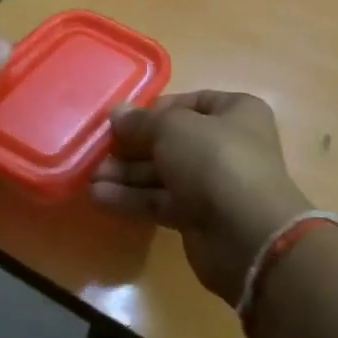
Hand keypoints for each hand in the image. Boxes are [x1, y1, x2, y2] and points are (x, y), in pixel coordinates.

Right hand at [90, 91, 311, 305]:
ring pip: (164, 173)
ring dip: (127, 174)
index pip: (189, 103)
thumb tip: (117, 114)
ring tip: (90, 177)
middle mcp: (228, 144)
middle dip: (133, 147)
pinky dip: (133, 199)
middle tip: (97, 151)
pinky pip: (162, 201)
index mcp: (235, 112)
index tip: (121, 120)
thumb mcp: (174, 129)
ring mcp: (215, 184)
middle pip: (172, 141)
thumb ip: (142, 122)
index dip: (154, 111)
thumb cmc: (215, 161)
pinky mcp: (200, 218)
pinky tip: (100, 198)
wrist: (247, 233)